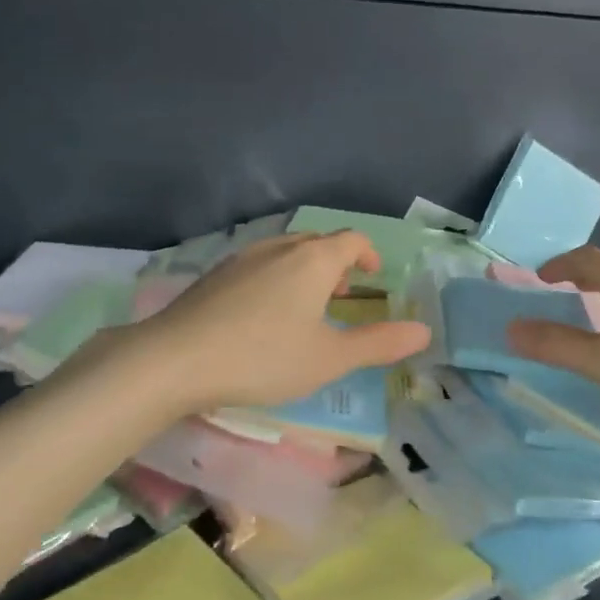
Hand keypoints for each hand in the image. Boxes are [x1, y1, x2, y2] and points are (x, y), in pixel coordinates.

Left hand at [127, 231, 430, 412]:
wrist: (175, 359)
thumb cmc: (263, 357)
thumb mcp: (329, 358)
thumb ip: (378, 344)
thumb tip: (425, 331)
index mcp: (313, 260)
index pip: (351, 240)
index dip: (368, 255)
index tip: (374, 277)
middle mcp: (279, 248)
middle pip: (317, 243)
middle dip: (336, 263)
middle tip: (343, 295)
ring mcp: (241, 258)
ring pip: (284, 253)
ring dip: (304, 271)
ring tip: (305, 307)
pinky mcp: (213, 275)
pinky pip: (257, 265)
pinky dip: (274, 279)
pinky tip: (262, 315)